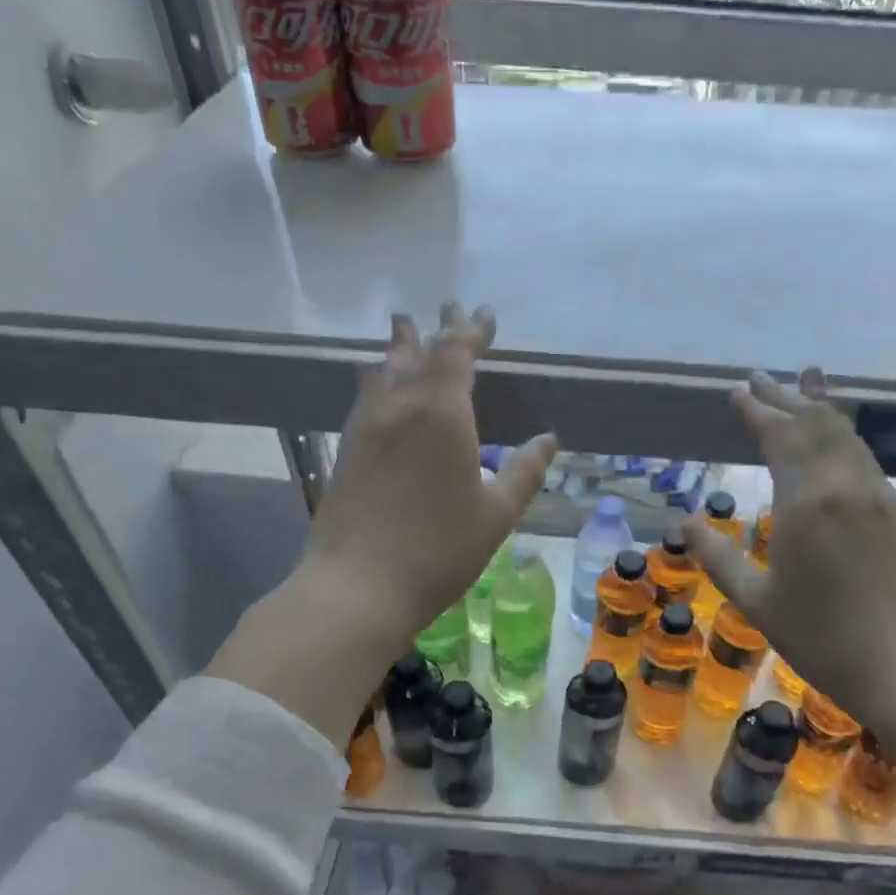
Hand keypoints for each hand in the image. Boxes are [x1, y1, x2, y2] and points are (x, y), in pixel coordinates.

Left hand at [299, 304, 556, 642]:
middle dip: (436, 328)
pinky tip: (378, 384)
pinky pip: (365, 395)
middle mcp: (400, 406)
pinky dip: (379, 377)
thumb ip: (524, 472)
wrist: (358, 585)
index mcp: (442, 413)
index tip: (484, 314)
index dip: (471, 330)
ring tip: (404, 329)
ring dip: (399, 347)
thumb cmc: (439, 550)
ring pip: (383, 370)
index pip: (456, 352)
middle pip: (416, 351)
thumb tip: (548, 440)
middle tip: (447, 309)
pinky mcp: (347, 448)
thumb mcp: (496, 515)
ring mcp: (366, 425)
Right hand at [684, 369, 895, 728]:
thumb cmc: (821, 638)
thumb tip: (685, 524)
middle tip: (762, 377)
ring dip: (821, 407)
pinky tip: (839, 438)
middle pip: (816, 424)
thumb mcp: (756, 601)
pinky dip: (845, 435)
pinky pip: (865, 457)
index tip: (737, 390)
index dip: (756, 410)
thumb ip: (718, 557)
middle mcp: (845, 485)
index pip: (779, 436)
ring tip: (807, 382)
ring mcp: (878, 496)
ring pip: (847, 435)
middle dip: (786, 397)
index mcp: (806, 501)